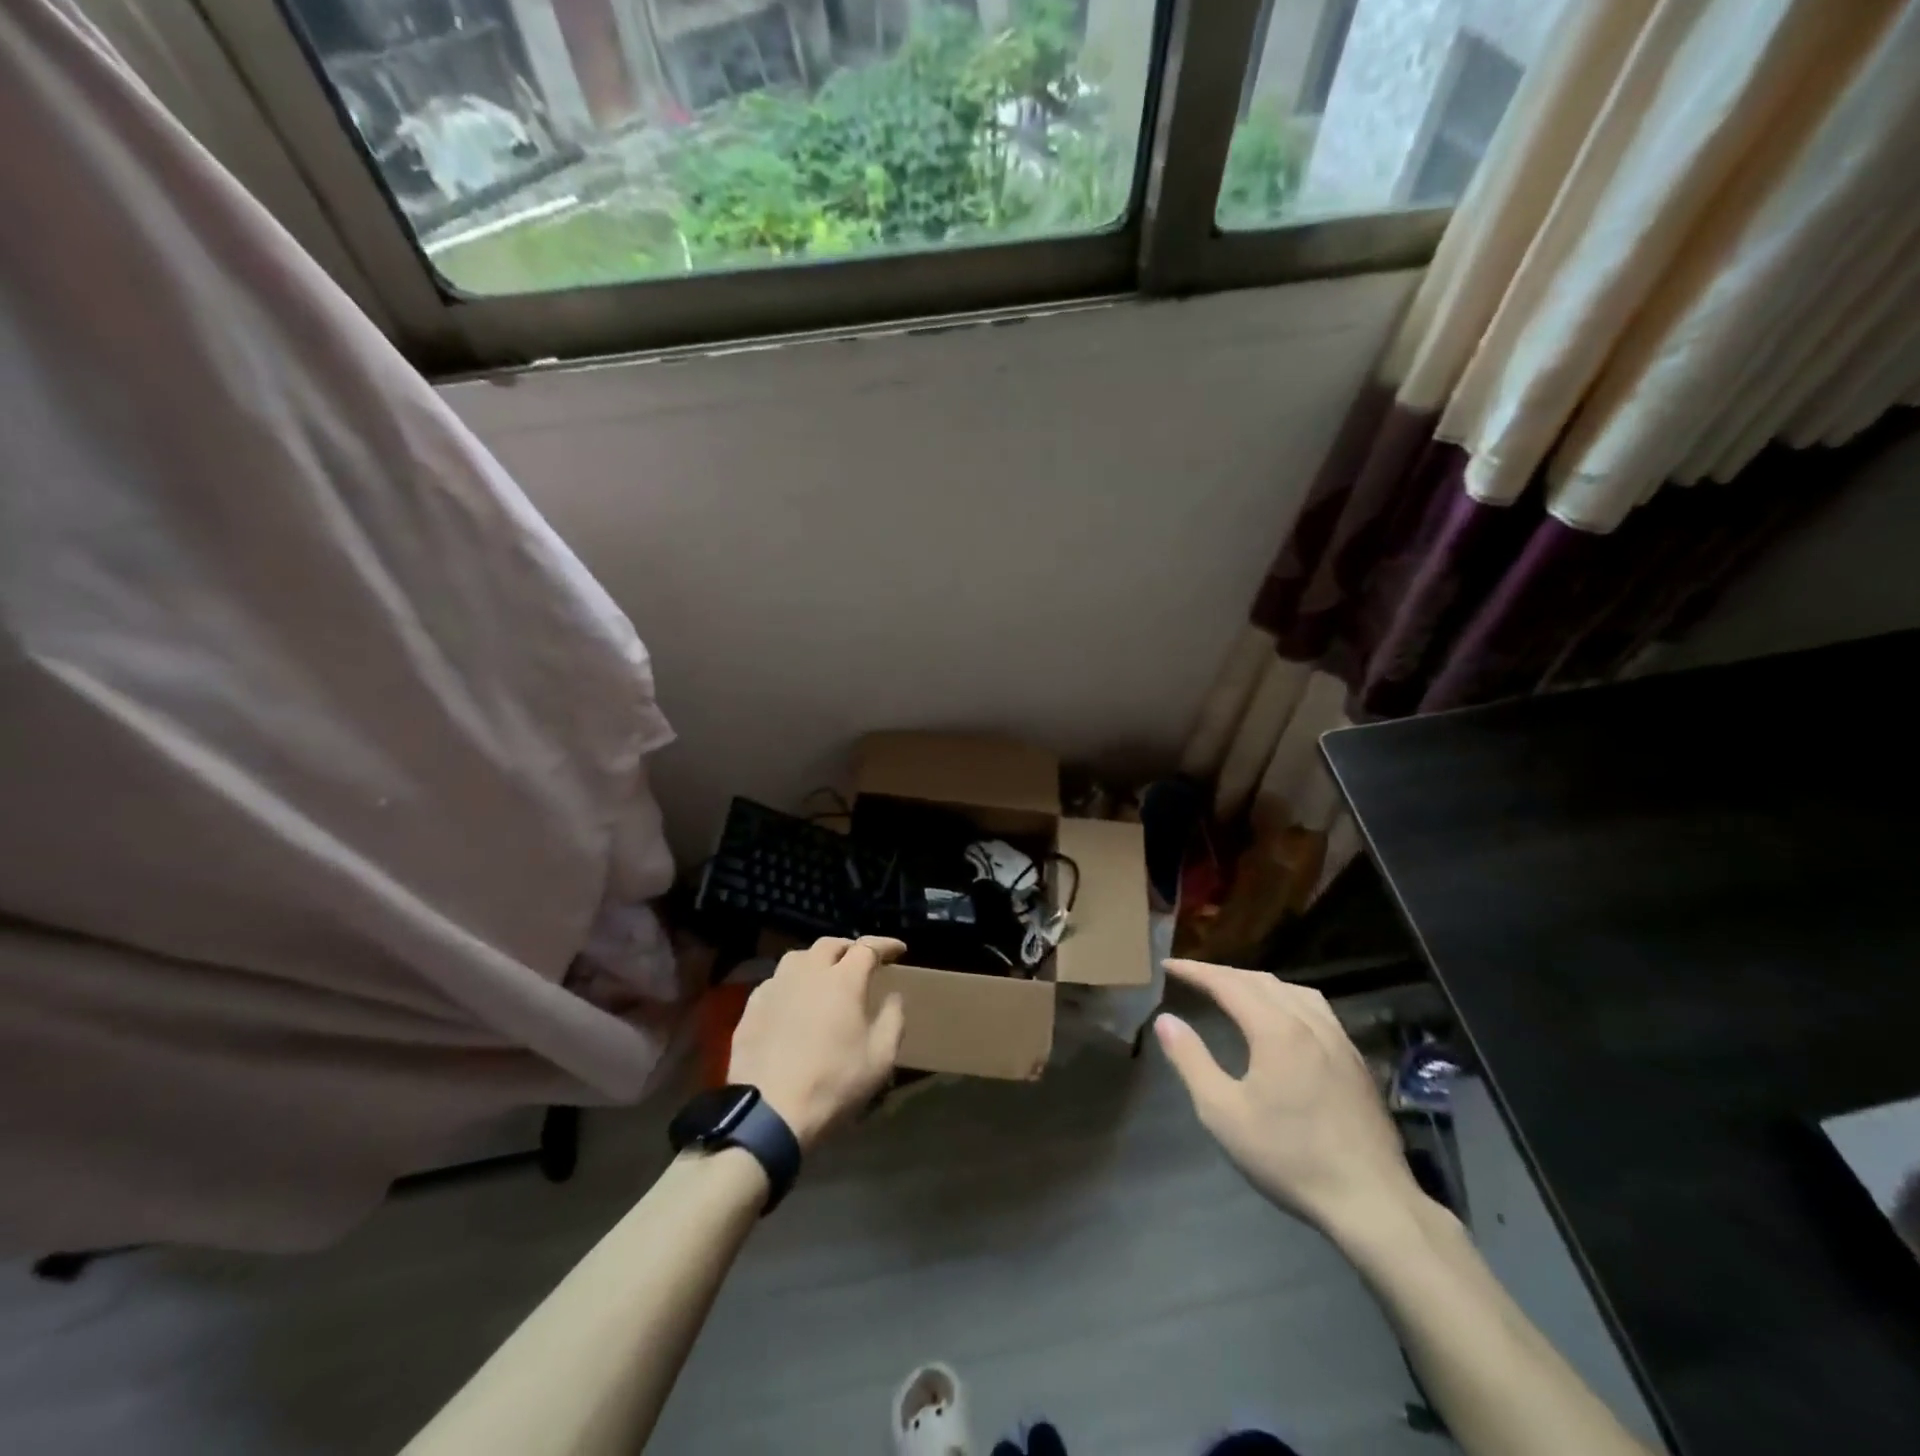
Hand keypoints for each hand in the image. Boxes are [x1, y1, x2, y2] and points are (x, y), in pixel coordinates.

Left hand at [727, 936, 906, 1151]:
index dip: (885, 945)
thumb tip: (893, 996)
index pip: (867, 947)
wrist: (769, 1113)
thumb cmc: (833, 1084)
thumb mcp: (881, 1058)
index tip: (899, 949)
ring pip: (798, 958)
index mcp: (843, 980)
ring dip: (817, 960)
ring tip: (825, 976)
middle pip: (830, 945)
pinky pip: (775, 982)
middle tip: (861, 962)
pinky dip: (791, 983)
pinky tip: (794, 1001)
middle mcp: (807, 972)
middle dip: (849, 948)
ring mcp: (775, 987)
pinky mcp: (752, 1007)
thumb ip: (893, 1020)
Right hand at [1155, 958, 1427, 1239]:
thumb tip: (1166, 1020)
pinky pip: (1315, 1009)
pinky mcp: (1356, 1061)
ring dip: (1257, 983)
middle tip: (1193, 976)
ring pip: (1293, 990)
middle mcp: (1310, 1023)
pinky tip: (1283, 1019)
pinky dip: (1286, 999)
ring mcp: (1339, 1040)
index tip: (1168, 965)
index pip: (1228, 984)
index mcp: (1277, 1030)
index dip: (1196, 971)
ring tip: (1235, 990)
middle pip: (1261, 981)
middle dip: (1223, 974)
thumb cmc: (1289, 1157)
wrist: (1372, 1202)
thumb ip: (1191, 1060)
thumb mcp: (1223, 1113)